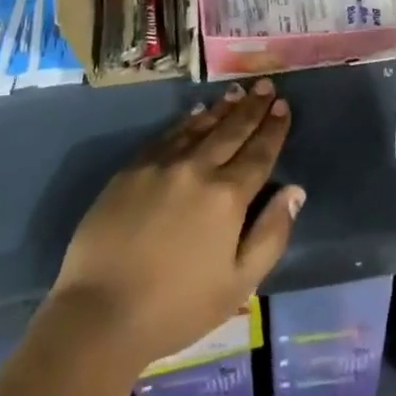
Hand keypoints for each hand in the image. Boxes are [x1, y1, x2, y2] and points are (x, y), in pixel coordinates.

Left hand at [49, 80, 302, 370]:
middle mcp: (198, 168)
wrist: (101, 310)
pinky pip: (168, 134)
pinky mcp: (133, 167)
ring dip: (222, 107)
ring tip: (237, 91)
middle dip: (252, 107)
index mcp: (227, 197)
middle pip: (231, 130)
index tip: (283, 105)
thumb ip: (270, 235)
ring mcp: (162, 163)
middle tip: (265, 85)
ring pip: (200, 126)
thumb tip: (294, 191)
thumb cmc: (177, 307)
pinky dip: (187, 120)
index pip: (258, 153)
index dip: (273, 128)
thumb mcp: (237, 284)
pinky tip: (196, 112)